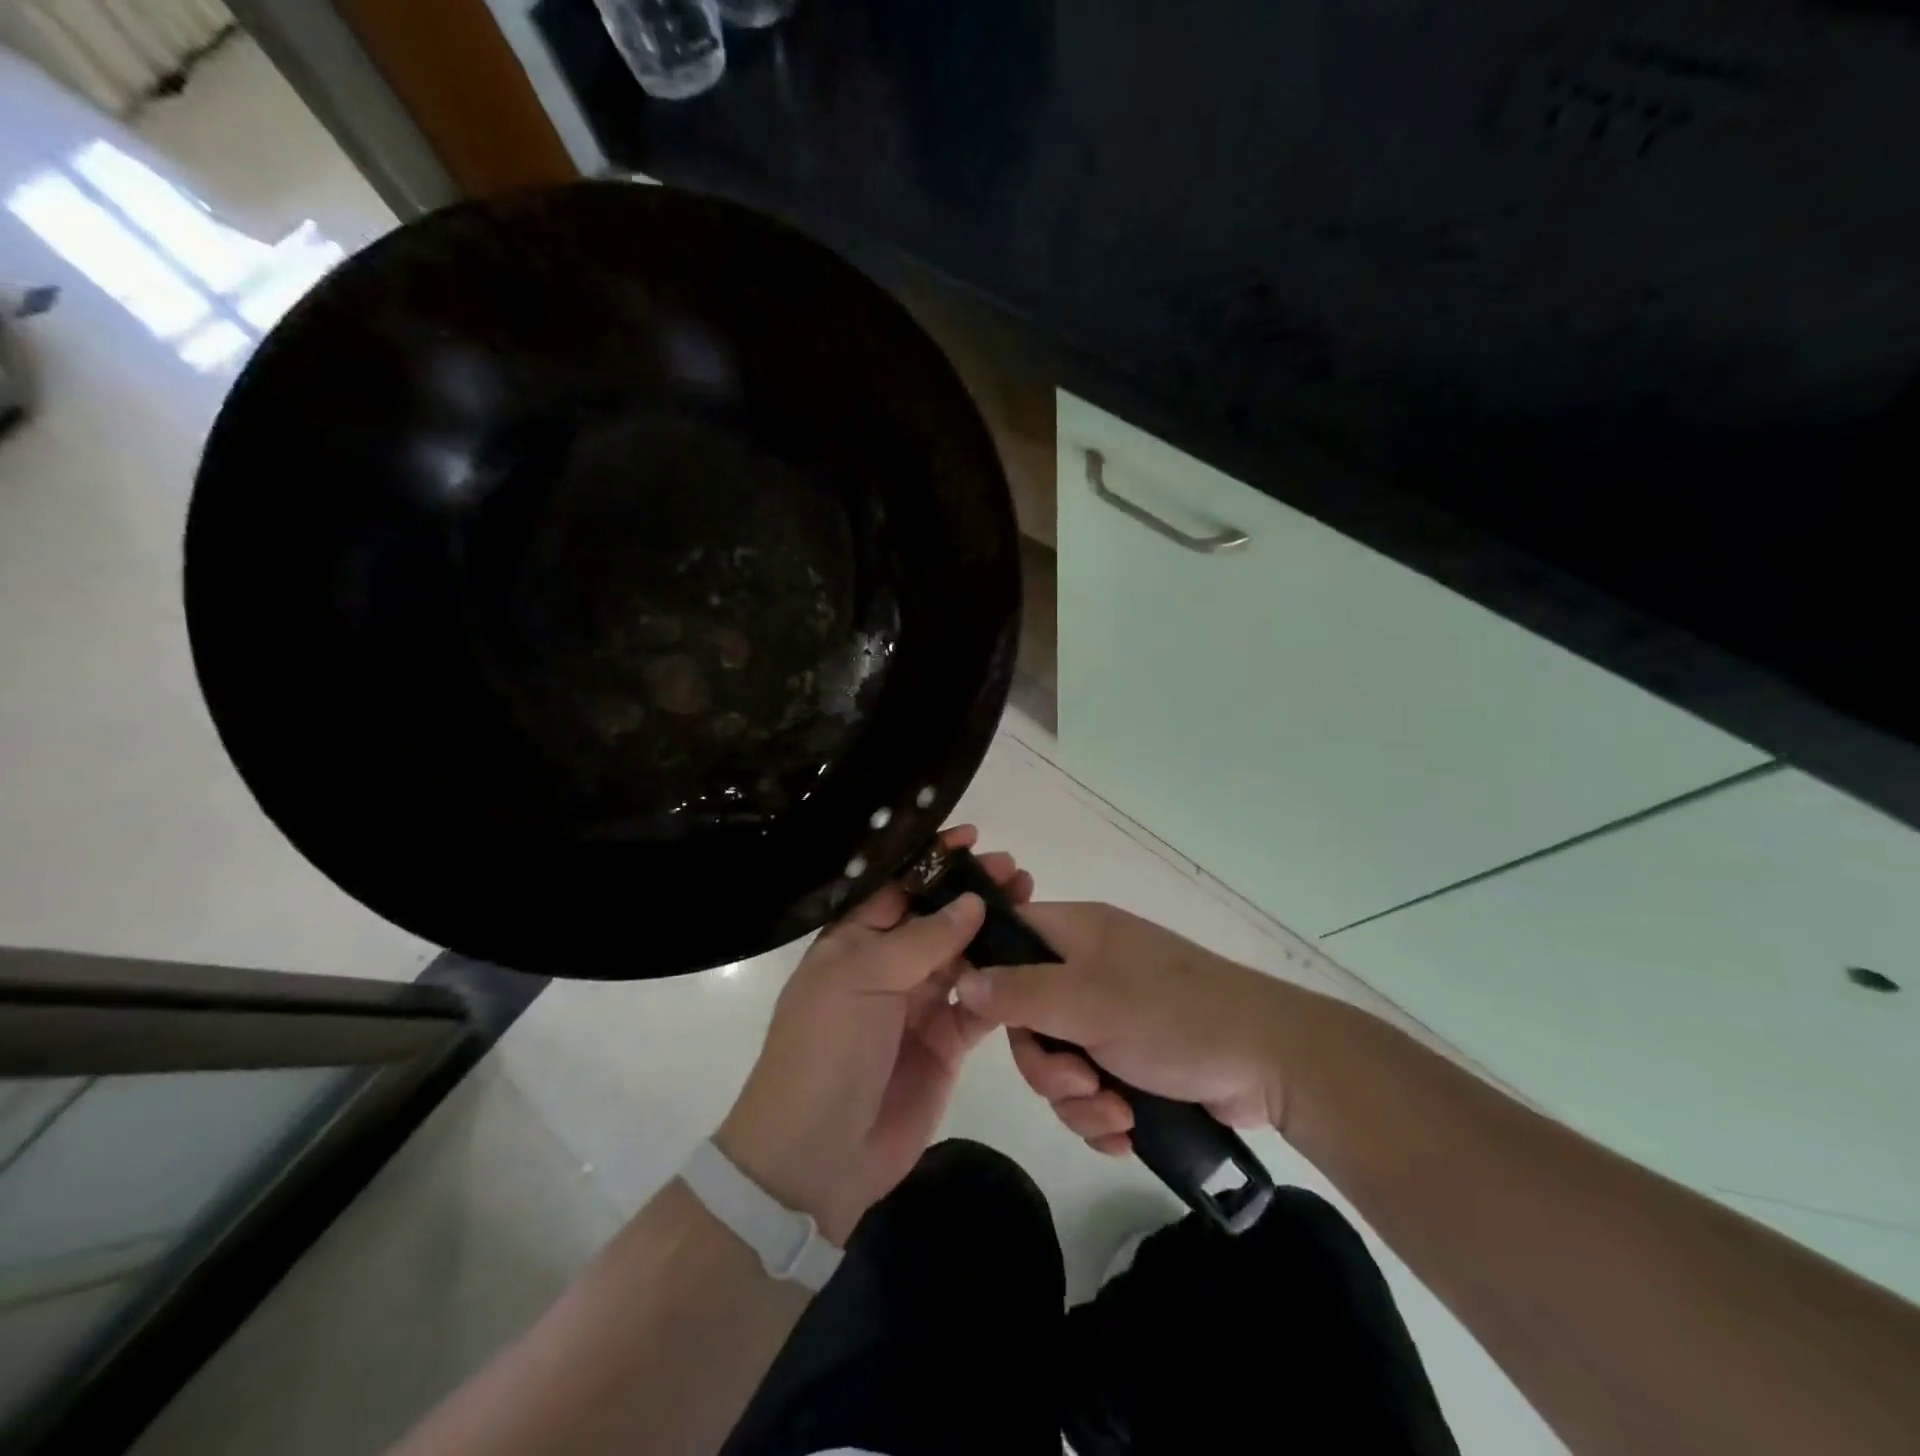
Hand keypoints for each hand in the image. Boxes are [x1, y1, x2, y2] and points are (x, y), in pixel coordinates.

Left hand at [716, 827, 1032, 1243]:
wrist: (817, 1155)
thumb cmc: (826, 1049)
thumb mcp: (862, 979)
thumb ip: (922, 939)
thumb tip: (972, 902)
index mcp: (853, 940)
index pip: (898, 886)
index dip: (933, 861)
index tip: (973, 838)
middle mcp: (886, 965)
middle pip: (937, 917)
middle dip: (973, 891)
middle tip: (1016, 872)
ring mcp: (917, 1003)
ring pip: (963, 954)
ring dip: (993, 930)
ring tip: (1031, 902)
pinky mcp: (945, 1041)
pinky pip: (979, 1003)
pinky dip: (1002, 982)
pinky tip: (1029, 959)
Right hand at [955, 903, 1301, 1155]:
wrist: (1271, 1062)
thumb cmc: (1175, 1016)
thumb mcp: (1089, 1001)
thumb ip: (1020, 992)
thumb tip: (963, 980)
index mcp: (1078, 934)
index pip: (1009, 936)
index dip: (989, 974)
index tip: (986, 1021)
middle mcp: (1087, 969)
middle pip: (1027, 1016)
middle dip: (1047, 1065)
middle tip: (1079, 1083)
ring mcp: (1110, 1014)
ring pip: (1057, 1061)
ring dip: (1078, 1099)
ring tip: (1116, 1114)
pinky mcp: (1132, 1058)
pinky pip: (1088, 1089)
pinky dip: (1102, 1115)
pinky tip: (1127, 1132)